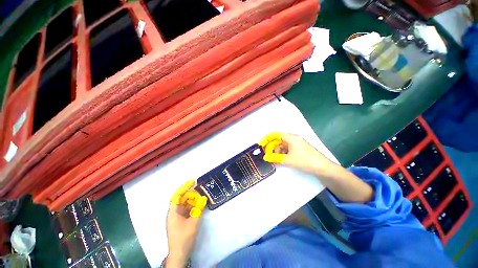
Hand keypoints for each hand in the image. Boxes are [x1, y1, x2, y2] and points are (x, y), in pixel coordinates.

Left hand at [166, 180, 206, 266]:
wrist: (179, 254)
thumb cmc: (184, 238)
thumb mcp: (193, 222)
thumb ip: (199, 209)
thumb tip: (204, 198)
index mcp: (173, 212)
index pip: (177, 195)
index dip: (184, 187)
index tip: (192, 181)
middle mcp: (173, 213)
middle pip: (181, 199)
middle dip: (190, 194)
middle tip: (200, 190)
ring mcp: (176, 218)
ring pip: (184, 205)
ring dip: (192, 200)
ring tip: (201, 197)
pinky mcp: (180, 221)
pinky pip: (186, 210)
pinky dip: (192, 207)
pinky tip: (199, 205)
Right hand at [260, 132, 372, 202]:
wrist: (324, 169)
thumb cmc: (305, 161)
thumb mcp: (288, 160)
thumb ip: (275, 158)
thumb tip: (265, 157)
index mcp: (291, 138)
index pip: (276, 134)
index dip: (268, 138)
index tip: (261, 144)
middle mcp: (294, 139)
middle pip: (279, 140)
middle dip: (272, 147)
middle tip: (267, 155)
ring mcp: (297, 145)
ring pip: (283, 146)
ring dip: (277, 152)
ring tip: (274, 160)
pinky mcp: (299, 150)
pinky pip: (287, 150)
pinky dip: (282, 154)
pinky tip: (280, 160)